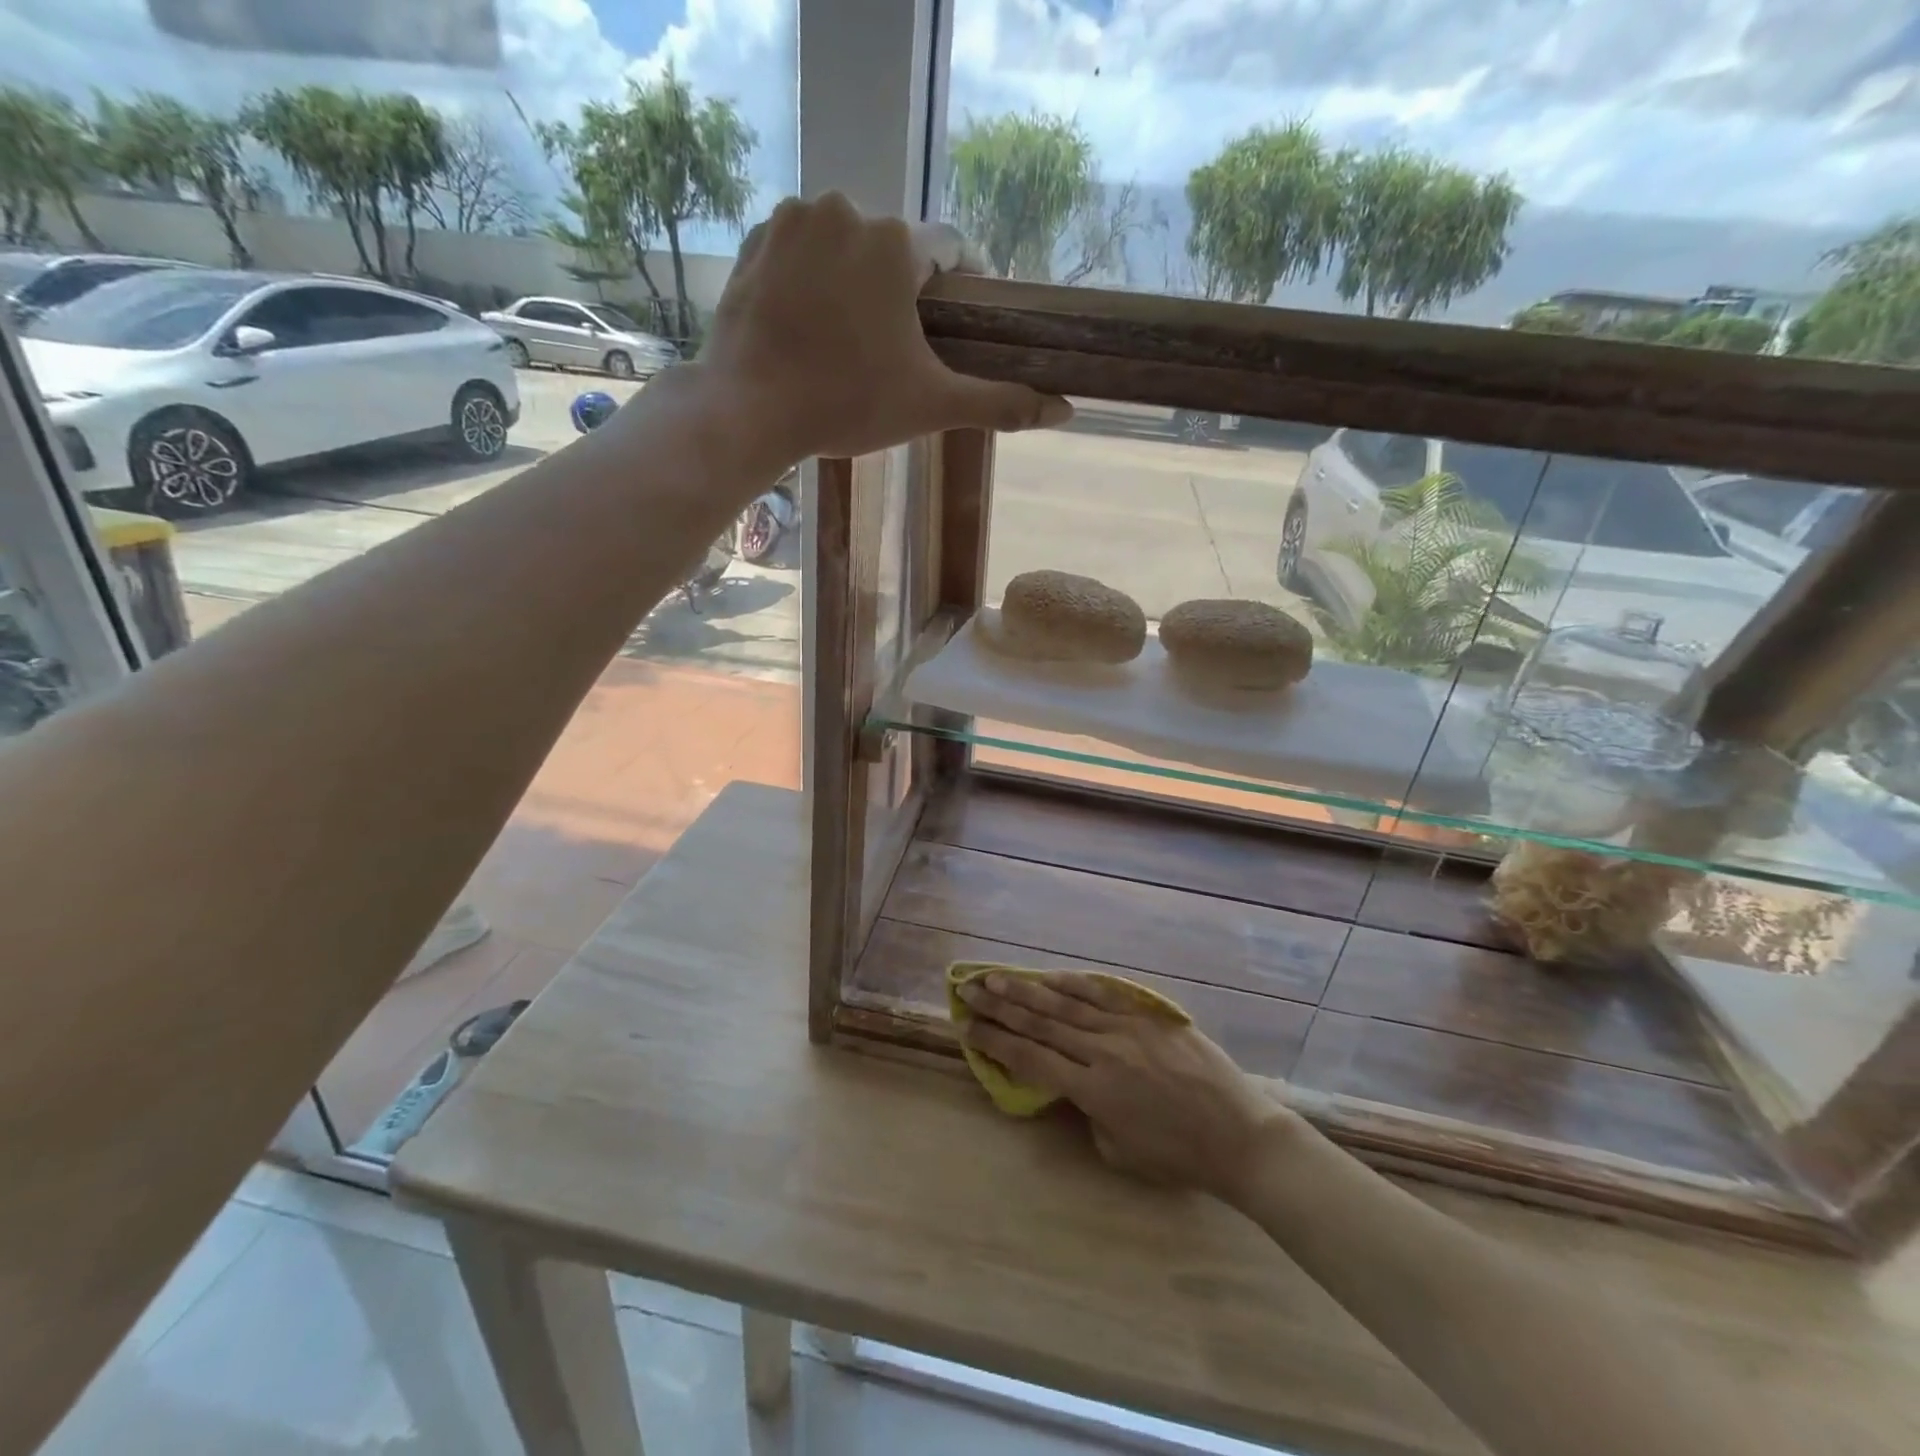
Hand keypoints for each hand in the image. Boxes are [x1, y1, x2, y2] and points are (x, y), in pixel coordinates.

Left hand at [695, 193, 1071, 464]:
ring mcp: (795, 220)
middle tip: (895, 349)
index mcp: (896, 244)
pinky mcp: (757, 240)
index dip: (961, 287)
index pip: (951, 251)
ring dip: (856, 282)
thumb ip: (1000, 402)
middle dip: (902, 292)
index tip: (956, 324)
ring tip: (849, 339)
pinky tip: (810, 324)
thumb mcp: (932, 405)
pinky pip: (802, 250)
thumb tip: (1066, 409)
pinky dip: (813, 278)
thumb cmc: (848, 404)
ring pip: (847, 246)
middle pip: (895, 250)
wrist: (750, 409)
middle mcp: (848, 211)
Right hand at [958, 971, 1292, 1201]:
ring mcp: (1126, 1027)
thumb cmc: (1178, 1155)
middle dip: (999, 1006)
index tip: (966, 1027)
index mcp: (1092, 1090)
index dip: (995, 1042)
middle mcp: (1102, 1051)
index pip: (1030, 1059)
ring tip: (995, 976)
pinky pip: (1103, 994)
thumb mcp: (1119, 1150)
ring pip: (1066, 1003)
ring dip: (1026, 988)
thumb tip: (1073, 1085)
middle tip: (967, 989)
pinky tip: (1051, 976)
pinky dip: (1073, 983)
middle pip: (1039, 1023)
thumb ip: (1088, 1113)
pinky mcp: (1148, 1015)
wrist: (1240, 1135)